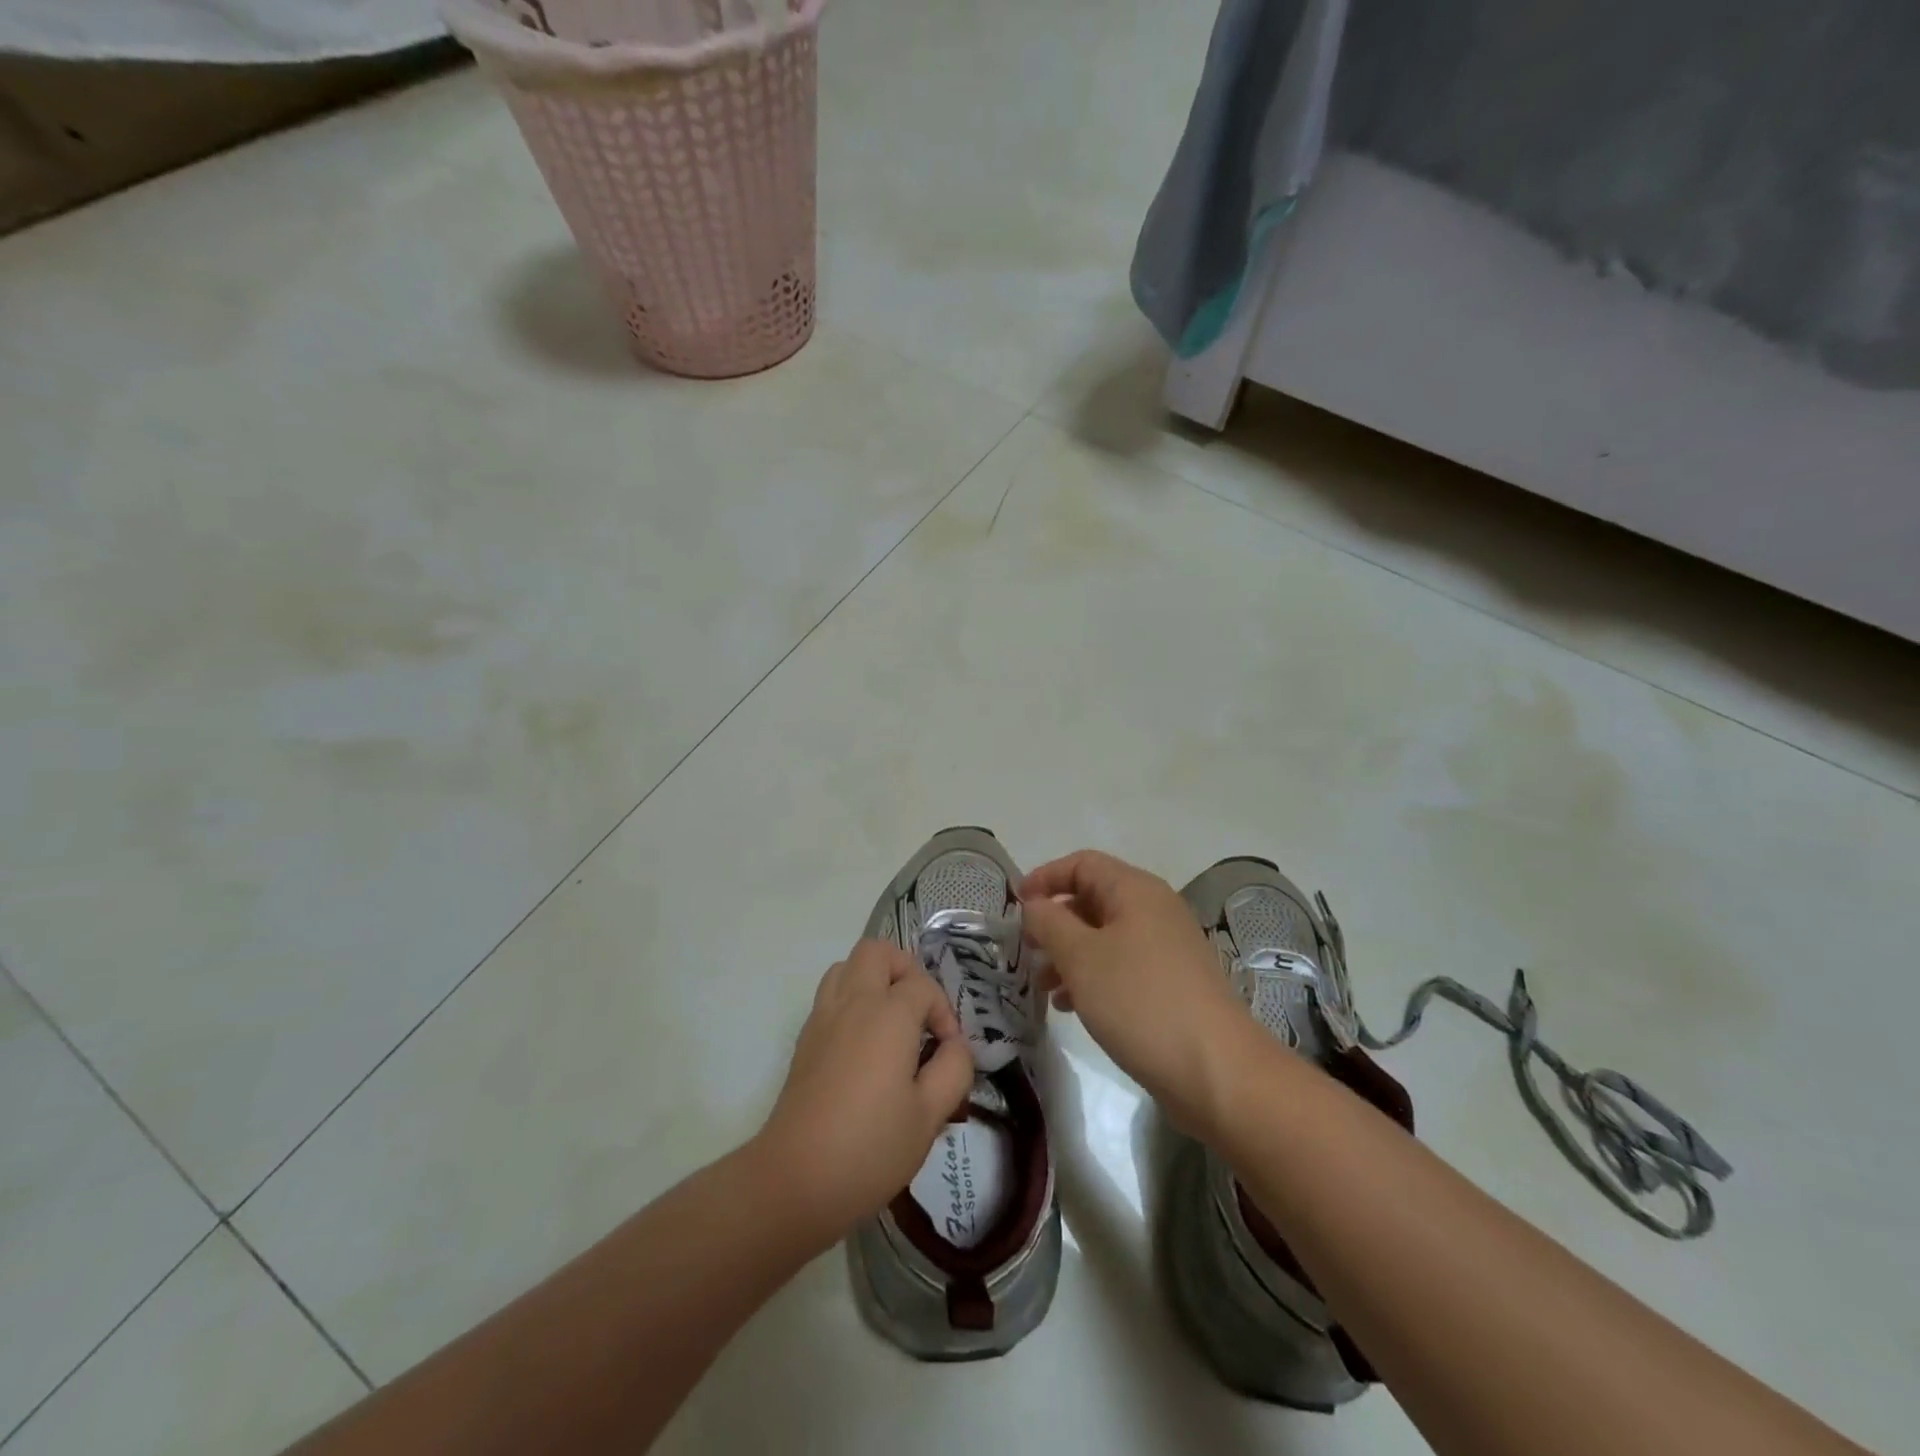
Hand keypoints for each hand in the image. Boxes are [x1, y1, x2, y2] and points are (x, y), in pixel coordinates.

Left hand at [756, 939, 975, 1243]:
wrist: (795, 1180)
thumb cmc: (871, 1148)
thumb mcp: (930, 1115)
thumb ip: (954, 1069)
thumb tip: (955, 1046)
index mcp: (888, 1015)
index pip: (922, 986)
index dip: (943, 1012)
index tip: (948, 1052)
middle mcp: (853, 1002)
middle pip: (877, 952)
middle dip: (905, 970)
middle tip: (919, 1011)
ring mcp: (822, 1018)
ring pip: (847, 967)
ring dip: (874, 979)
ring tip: (892, 1020)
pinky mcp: (804, 1040)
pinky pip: (830, 995)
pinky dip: (851, 1000)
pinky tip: (864, 1045)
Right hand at [1021, 850, 1264, 1131]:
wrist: (1217, 1071)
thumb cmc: (1140, 1002)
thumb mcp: (1081, 957)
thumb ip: (1049, 923)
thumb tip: (1034, 904)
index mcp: (1135, 891)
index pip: (1082, 864)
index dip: (1045, 877)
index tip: (1016, 907)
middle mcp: (1154, 910)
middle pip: (1093, 899)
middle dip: (1055, 921)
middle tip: (1026, 950)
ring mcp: (1166, 948)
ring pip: (1104, 936)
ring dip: (1069, 954)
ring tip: (1043, 986)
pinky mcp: (1170, 983)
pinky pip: (1121, 965)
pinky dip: (1092, 976)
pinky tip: (1071, 1006)